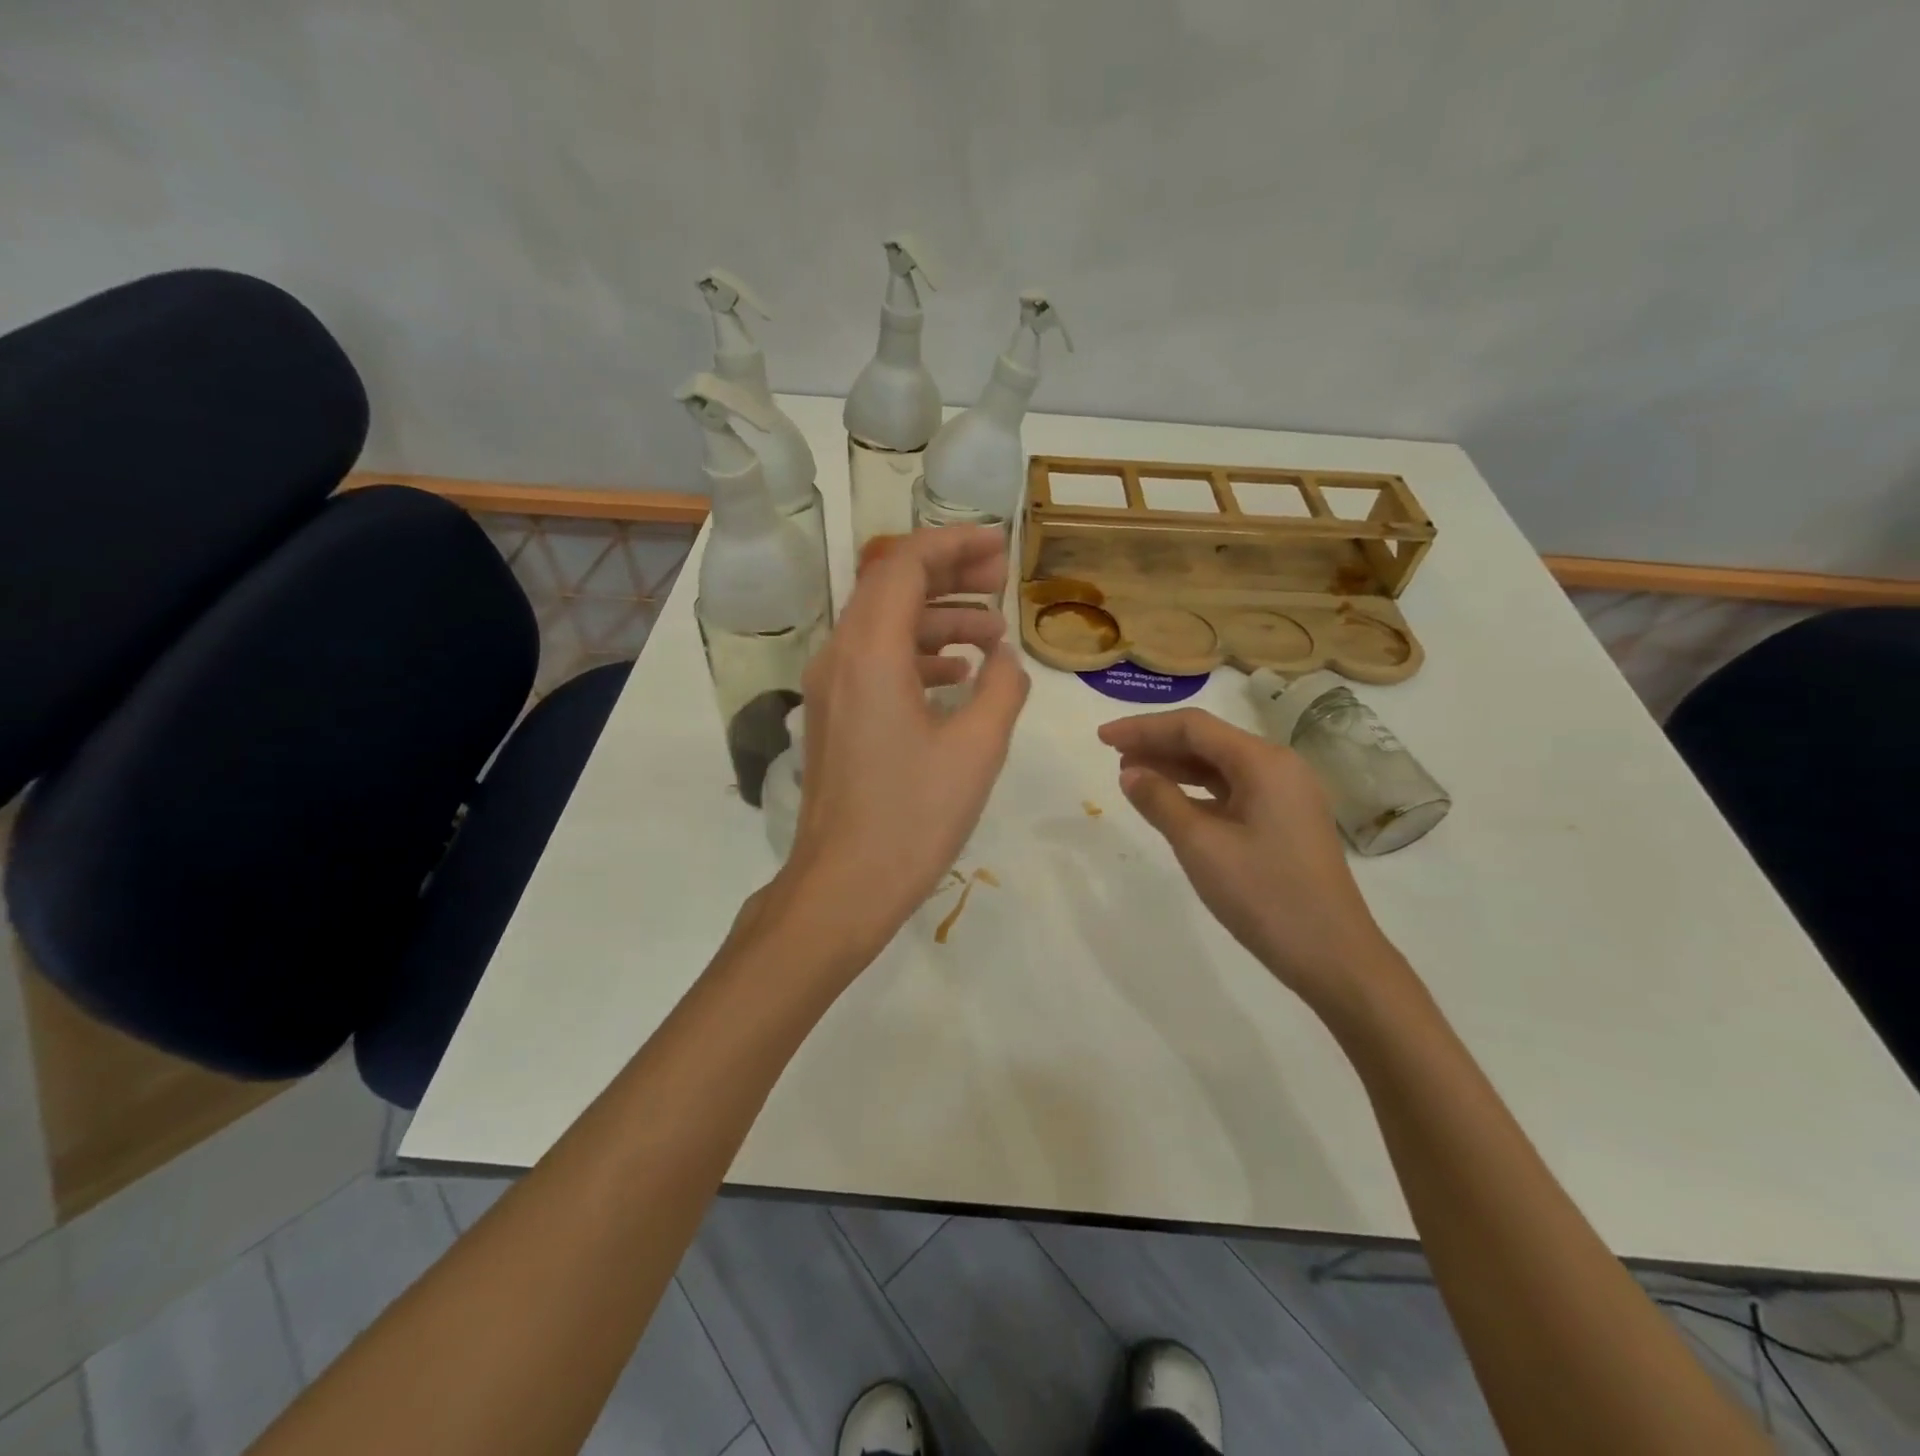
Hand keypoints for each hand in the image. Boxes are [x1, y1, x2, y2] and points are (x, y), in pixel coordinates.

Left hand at [781, 527, 1030, 961]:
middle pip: (891, 586)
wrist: (842, 887)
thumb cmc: (912, 818)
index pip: (906, 565)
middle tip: (1001, 580)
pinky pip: (876, 662)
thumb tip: (1004, 658)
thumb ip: (1002, 688)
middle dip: (948, 574)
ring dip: (937, 618)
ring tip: (993, 633)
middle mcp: (840, 656)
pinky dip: (918, 654)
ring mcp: (831, 687)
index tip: (1000, 546)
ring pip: (884, 625)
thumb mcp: (977, 749)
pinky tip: (958, 674)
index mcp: (870, 652)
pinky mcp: (835, 716)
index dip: (955, 544)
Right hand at [1097, 707, 1402, 1011]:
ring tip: (1132, 776)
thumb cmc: (1264, 895)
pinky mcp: (1285, 822)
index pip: (1194, 727)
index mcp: (1264, 762)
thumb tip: (1130, 772)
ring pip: (1220, 767)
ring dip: (1175, 767)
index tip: (1102, 737)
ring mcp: (1286, 796)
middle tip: (1111, 755)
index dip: (1143, 728)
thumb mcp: (1201, 846)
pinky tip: (1171, 803)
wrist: (1334, 956)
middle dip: (1158, 744)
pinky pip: (1233, 792)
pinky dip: (1197, 792)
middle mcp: (1279, 768)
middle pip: (1208, 742)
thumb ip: (1160, 801)